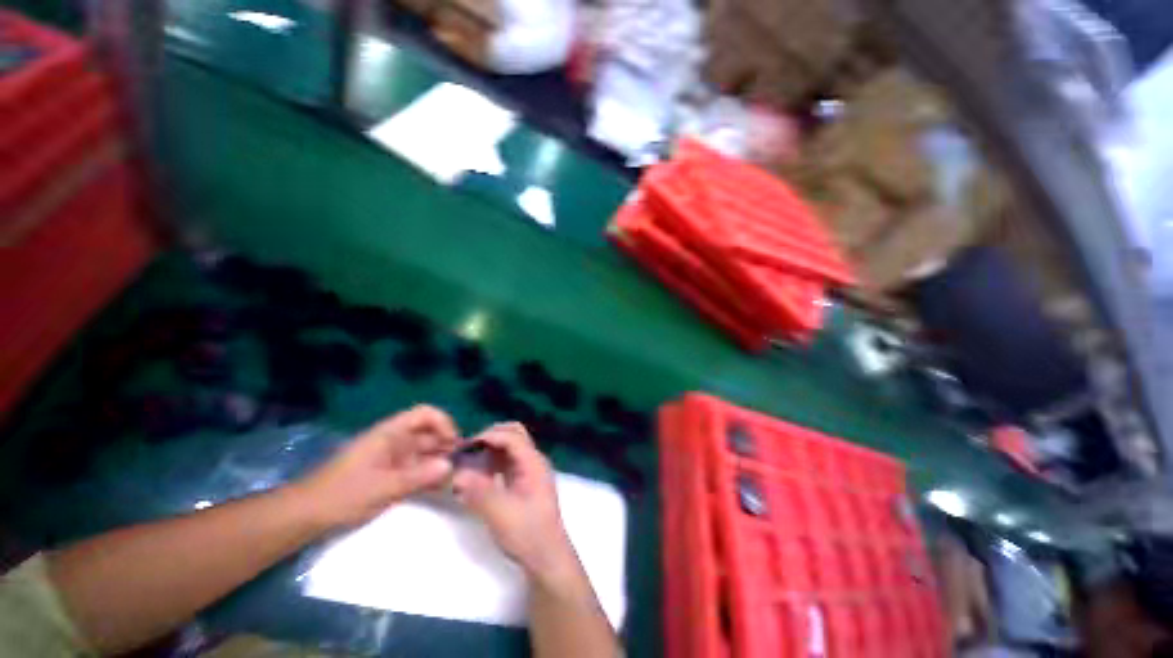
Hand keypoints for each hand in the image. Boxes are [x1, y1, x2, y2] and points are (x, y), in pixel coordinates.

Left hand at [296, 405, 458, 529]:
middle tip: (462, 466)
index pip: (425, 414)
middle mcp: (395, 440)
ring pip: (426, 453)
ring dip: (441, 463)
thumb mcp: (382, 487)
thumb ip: (418, 476)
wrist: (305, 517)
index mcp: (390, 433)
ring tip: (456, 479)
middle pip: (430, 434)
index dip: (444, 423)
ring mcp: (394, 458)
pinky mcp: (392, 474)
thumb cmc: (342, 495)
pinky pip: (418, 469)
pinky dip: (430, 475)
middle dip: (447, 446)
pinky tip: (441, 488)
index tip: (454, 444)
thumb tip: (451, 466)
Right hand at [452, 423, 574, 579]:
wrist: (547, 557)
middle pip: (514, 434)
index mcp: (533, 463)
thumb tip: (457, 473)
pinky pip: (508, 461)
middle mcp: (534, 461)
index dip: (489, 436)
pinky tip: (480, 475)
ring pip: (511, 447)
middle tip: (468, 451)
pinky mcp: (525, 481)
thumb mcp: (500, 514)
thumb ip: (479, 491)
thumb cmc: (527, 534)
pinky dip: (494, 461)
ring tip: (470, 462)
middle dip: (491, 437)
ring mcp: (531, 470)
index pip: (512, 436)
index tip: (465, 447)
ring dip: (491, 449)